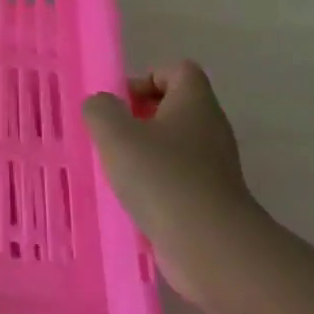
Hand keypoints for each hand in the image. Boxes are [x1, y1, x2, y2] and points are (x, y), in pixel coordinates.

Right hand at [83, 62, 251, 304]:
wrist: (209, 244)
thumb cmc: (161, 177)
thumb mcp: (115, 134)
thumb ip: (100, 110)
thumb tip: (102, 105)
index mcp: (194, 103)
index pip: (177, 70)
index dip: (145, 78)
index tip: (119, 104)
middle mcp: (210, 128)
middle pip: (174, 107)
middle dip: (138, 118)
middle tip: (110, 136)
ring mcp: (214, 165)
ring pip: (173, 144)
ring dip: (143, 152)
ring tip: (114, 169)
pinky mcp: (209, 197)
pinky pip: (177, 177)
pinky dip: (154, 182)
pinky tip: (131, 198)